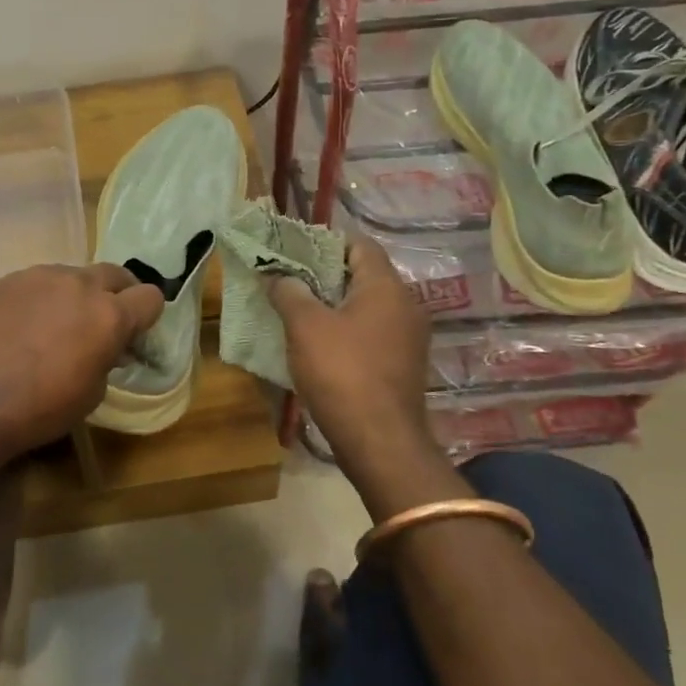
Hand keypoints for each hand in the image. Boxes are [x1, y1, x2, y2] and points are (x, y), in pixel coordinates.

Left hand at [0, 263, 163, 460]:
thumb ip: (107, 358)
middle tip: (105, 322)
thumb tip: (107, 347)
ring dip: (77, 295)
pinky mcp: (9, 279)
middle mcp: (79, 284)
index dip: (147, 316)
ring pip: (74, 275)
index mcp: (109, 314)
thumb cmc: (41, 408)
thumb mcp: (92, 393)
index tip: (135, 334)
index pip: (150, 297)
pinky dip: (43, 298)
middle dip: (118, 295)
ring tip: (58, 325)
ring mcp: (41, 276)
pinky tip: (24, 326)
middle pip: (116, 274)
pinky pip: (39, 282)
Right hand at [268, 236, 455, 505]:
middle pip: (363, 274)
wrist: (381, 443)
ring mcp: (408, 337)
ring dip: (334, 304)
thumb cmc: (342, 372)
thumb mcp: (304, 326)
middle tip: (289, 279)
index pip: (359, 244)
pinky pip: (372, 332)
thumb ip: (289, 292)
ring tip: (297, 309)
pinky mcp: (403, 364)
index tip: (295, 250)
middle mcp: (406, 304)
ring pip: (367, 306)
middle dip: (325, 274)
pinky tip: (319, 343)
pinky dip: (347, 329)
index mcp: (386, 286)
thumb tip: (277, 275)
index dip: (325, 242)